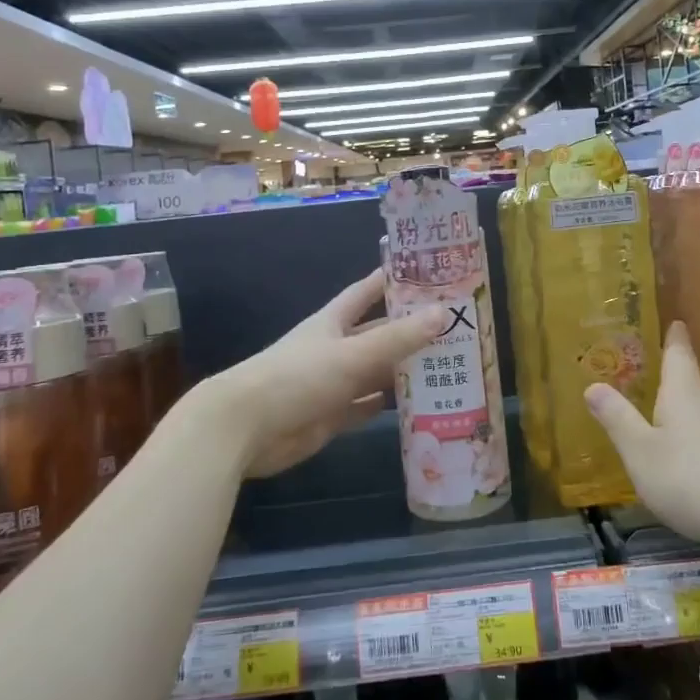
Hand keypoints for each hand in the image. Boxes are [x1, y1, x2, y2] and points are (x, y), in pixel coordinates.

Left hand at [205, 270, 448, 478]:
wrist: (246, 428)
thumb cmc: (298, 377)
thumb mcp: (352, 354)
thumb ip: (398, 338)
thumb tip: (443, 312)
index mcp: (333, 322)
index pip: (366, 292)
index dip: (390, 280)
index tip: (423, 271)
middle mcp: (334, 348)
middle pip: (377, 334)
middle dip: (409, 331)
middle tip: (453, 328)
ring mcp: (331, 383)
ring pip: (374, 372)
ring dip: (403, 370)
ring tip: (447, 366)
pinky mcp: (330, 416)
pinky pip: (364, 406)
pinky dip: (385, 404)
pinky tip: (414, 404)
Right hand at [583, 321, 699, 549]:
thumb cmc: (691, 479)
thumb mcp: (641, 452)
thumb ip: (618, 420)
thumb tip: (593, 385)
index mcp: (684, 395)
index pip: (679, 357)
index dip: (675, 339)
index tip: (678, 323)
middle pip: (690, 388)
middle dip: (673, 385)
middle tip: (653, 383)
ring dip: (683, 419)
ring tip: (663, 429)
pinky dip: (697, 447)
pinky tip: (689, 469)